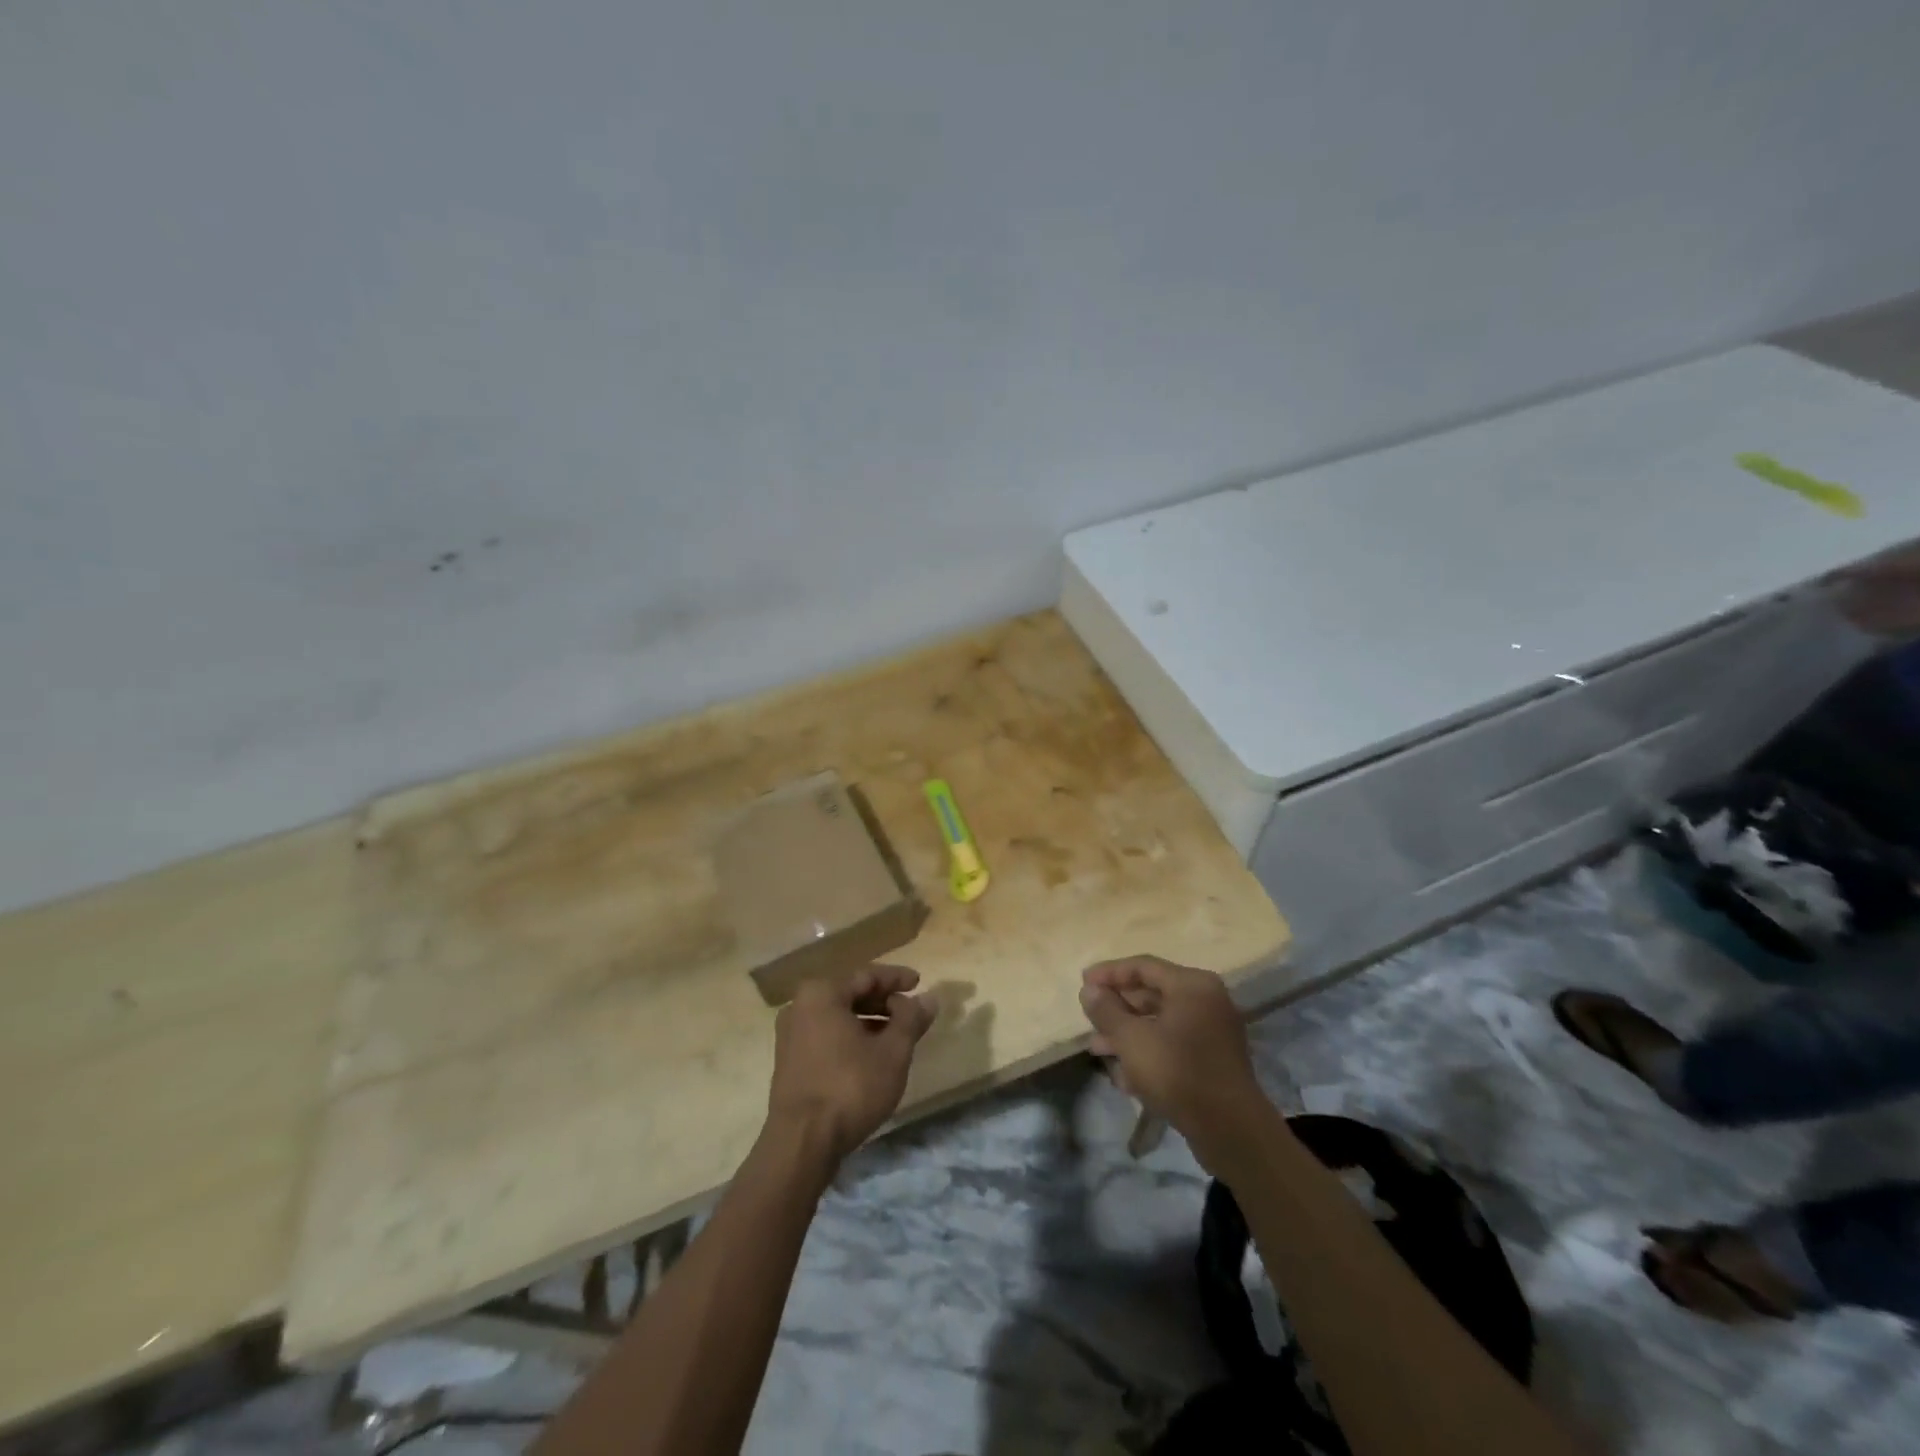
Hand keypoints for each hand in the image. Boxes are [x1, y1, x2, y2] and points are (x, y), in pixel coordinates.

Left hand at [767, 964, 936, 1166]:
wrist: (802, 1144)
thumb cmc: (850, 1087)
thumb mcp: (892, 1052)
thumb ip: (911, 1019)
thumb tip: (928, 998)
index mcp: (821, 994)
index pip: (866, 976)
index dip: (896, 979)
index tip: (919, 982)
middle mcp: (800, 1007)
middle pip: (850, 994)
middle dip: (883, 1002)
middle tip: (910, 1011)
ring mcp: (790, 1036)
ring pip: (838, 1017)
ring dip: (869, 1022)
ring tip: (897, 1035)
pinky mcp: (790, 1062)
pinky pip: (827, 1036)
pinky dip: (851, 1038)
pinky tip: (871, 1056)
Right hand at [1079, 956, 1265, 1154]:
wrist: (1230, 1131)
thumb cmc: (1177, 1073)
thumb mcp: (1131, 1039)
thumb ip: (1106, 1010)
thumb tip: (1089, 989)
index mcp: (1191, 985)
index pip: (1142, 966)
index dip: (1109, 973)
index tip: (1082, 982)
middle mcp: (1206, 1000)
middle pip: (1152, 993)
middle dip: (1117, 1008)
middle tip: (1089, 1018)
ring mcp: (1212, 1031)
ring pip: (1160, 1022)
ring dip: (1127, 1033)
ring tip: (1097, 1049)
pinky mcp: (1212, 1060)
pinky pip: (1173, 1044)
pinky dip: (1148, 1051)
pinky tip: (1123, 1075)